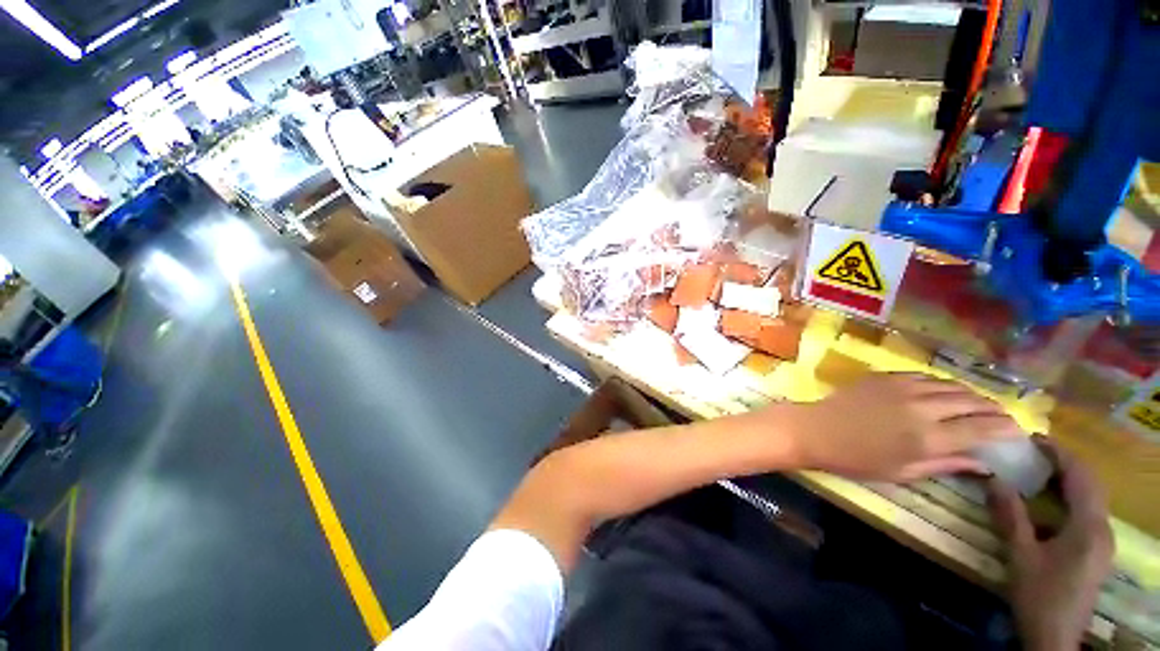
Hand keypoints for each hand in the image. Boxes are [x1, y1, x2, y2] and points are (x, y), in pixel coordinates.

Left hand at [785, 373, 1017, 480]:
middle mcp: (923, 407)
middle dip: (994, 408)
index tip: (1019, 430)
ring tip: (979, 403)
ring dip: (971, 393)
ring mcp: (903, 387)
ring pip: (951, 385)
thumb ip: (946, 464)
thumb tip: (984, 463)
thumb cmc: (857, 459)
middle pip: (972, 401)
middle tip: (1003, 416)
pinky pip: (925, 376)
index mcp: (930, 437)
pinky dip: (943, 383)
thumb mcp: (904, 471)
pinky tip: (945, 391)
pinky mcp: (886, 376)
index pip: (982, 428)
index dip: (1006, 428)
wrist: (815, 430)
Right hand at [987, 438, 1113, 650]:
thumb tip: (993, 478)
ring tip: (1040, 470)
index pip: (1080, 476)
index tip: (1033, 438)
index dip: (1059, 453)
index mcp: (1088, 526)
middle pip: (1091, 484)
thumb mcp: (1020, 556)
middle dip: (1066, 463)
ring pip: (1092, 498)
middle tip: (1035, 451)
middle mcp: (1102, 528)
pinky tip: (1051, 502)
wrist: (1055, 637)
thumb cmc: (1039, 594)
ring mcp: (1102, 541)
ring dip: (1069, 479)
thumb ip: (1010, 516)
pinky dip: (1072, 497)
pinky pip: (1088, 512)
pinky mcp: (1097, 551)